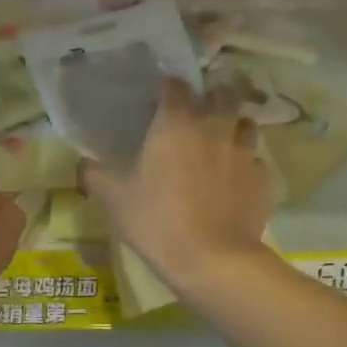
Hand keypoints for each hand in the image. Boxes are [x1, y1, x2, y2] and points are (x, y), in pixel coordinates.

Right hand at [81, 79, 273, 295]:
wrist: (213, 260)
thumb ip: (96, 175)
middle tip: (198, 112)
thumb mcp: (115, 200)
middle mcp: (214, 127)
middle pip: (221, 93)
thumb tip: (83, 161)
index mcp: (176, 123)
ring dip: (233, 125)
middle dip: (211, 97)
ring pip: (246, 122)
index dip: (168, 87)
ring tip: (221, 140)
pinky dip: (246, 163)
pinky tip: (235, 179)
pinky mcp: (263, 177)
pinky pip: (255, 159)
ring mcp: (244, 151)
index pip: (176, 85)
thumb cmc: (158, 222)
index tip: (160, 97)